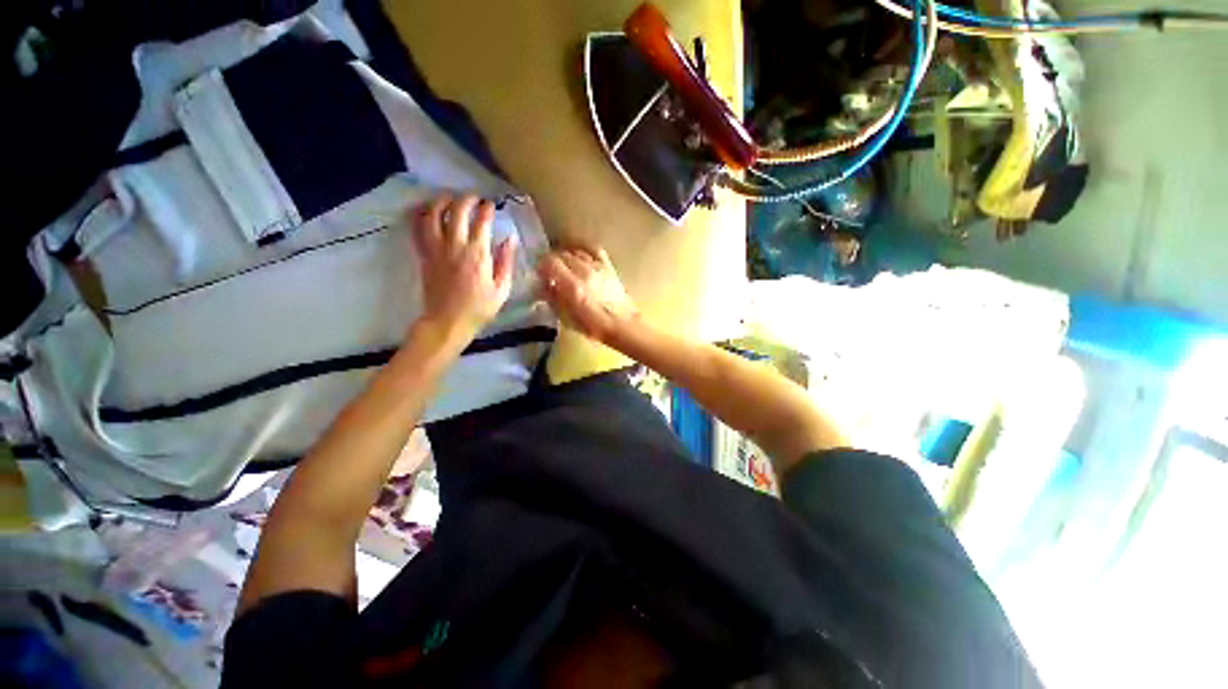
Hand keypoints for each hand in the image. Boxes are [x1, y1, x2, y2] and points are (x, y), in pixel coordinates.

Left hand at [412, 193, 516, 343]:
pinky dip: (420, 216)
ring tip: (449, 198)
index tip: (491, 205)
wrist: (448, 322)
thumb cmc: (479, 308)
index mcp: (478, 255)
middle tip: (473, 198)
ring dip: (441, 202)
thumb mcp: (502, 289)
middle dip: (466, 199)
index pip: (481, 221)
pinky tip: (425, 210)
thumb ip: (506, 262)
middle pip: (457, 211)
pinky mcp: (424, 255)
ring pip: (433, 215)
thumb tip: (510, 239)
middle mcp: (455, 246)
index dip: (486, 209)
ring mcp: (436, 249)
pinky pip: (417, 230)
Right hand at [538, 246, 638, 344]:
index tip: (539, 274)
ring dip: (565, 257)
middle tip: (549, 273)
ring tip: (563, 267)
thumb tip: (543, 285)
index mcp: (573, 286)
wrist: (622, 324)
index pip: (550, 262)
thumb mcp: (567, 318)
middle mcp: (584, 271)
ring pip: (575, 251)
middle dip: (552, 262)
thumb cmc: (594, 326)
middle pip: (561, 254)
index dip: (541, 266)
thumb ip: (553, 299)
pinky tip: (578, 255)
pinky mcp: (608, 266)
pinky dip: (582, 249)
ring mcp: (598, 266)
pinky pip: (592, 249)